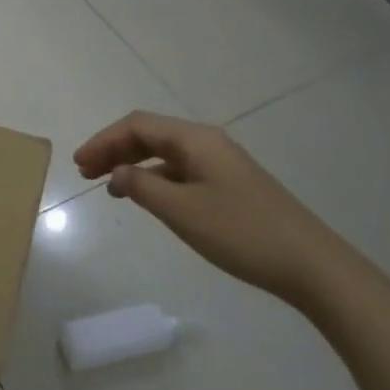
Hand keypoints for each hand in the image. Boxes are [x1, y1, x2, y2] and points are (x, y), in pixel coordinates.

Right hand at [74, 111, 363, 307]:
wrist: (310, 263)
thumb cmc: (241, 232)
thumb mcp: (182, 211)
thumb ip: (142, 187)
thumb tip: (116, 173)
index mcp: (196, 140)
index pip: (138, 125)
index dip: (104, 140)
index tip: (79, 164)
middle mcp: (207, 143)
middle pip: (151, 134)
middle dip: (115, 149)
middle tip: (86, 173)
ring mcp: (221, 164)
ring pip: (165, 152)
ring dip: (133, 163)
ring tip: (108, 185)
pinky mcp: (229, 184)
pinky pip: (180, 170)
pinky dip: (155, 177)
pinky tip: (146, 196)